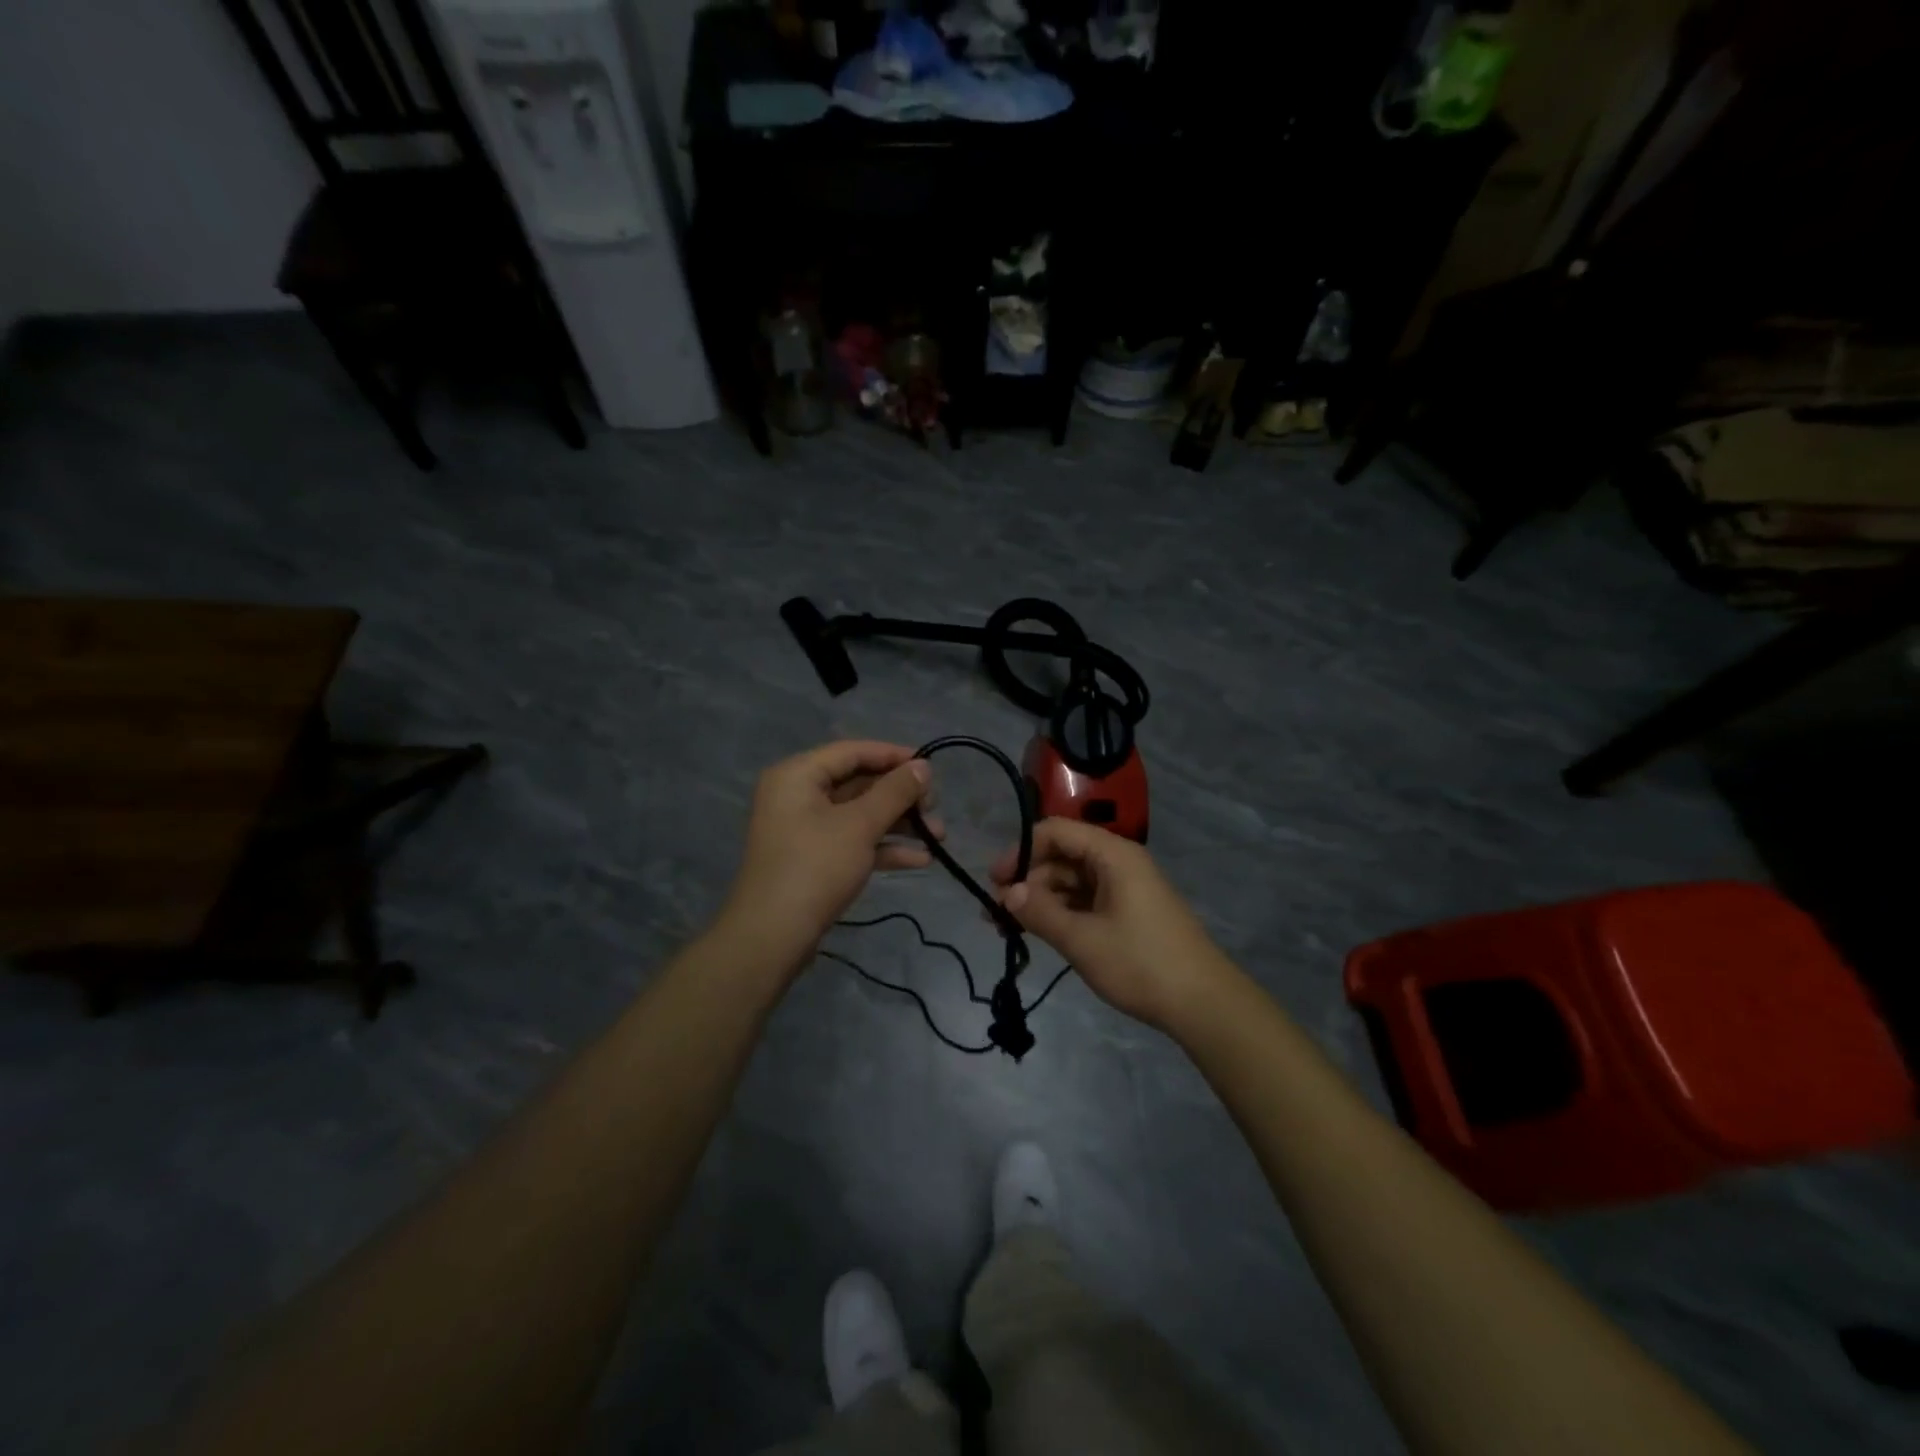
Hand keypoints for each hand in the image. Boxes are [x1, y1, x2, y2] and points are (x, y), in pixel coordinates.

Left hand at [721, 741, 940, 966]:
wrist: (772, 936)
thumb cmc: (816, 867)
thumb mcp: (860, 825)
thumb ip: (895, 792)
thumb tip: (923, 766)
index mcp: (798, 775)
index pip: (852, 751)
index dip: (893, 755)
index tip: (930, 766)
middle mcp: (797, 795)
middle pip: (858, 783)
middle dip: (901, 797)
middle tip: (935, 806)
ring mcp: (804, 829)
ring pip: (859, 815)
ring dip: (899, 824)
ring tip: (939, 836)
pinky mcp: (813, 859)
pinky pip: (852, 841)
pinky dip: (883, 847)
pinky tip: (920, 860)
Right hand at [992, 819, 1236, 1033]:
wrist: (1204, 1004)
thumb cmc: (1141, 963)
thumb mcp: (1082, 939)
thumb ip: (1040, 912)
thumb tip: (1006, 893)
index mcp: (1112, 854)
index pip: (1055, 832)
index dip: (1020, 851)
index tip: (994, 882)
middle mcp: (1118, 862)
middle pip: (1062, 856)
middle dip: (1027, 881)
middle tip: (996, 915)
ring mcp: (1125, 888)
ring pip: (1071, 882)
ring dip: (1040, 901)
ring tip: (1010, 930)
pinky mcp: (1128, 912)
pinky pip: (1085, 901)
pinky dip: (1061, 913)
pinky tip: (1040, 934)